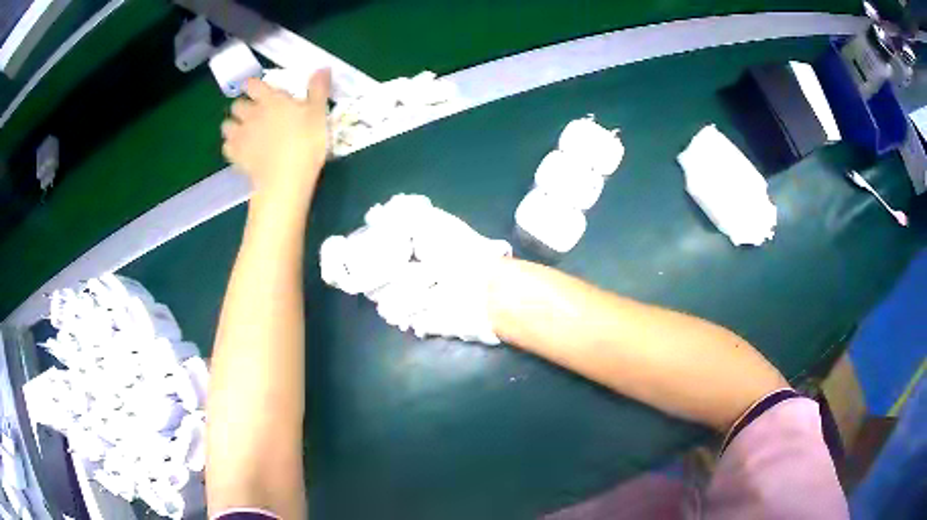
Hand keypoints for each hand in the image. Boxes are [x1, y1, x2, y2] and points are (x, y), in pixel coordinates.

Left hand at [221, 69, 331, 204]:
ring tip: (242, 132)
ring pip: (227, 125)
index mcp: (270, 100)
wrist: (286, 178)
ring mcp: (241, 135)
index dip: (252, 85)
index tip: (256, 89)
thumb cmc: (305, 142)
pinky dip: (231, 147)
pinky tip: (240, 151)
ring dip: (233, 126)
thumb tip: (323, 67)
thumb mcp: (318, 112)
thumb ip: (318, 89)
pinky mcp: (236, 156)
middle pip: (237, 104)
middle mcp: (251, 114)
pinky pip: (226, 147)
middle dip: (242, 107)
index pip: (253, 84)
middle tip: (252, 113)